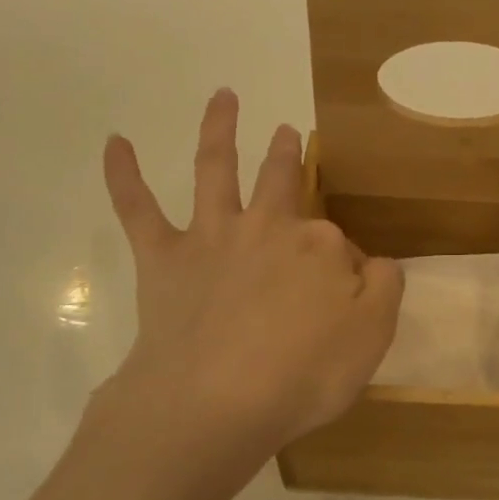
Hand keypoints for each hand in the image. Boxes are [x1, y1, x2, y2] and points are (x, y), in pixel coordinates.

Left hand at [94, 89, 403, 464]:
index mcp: (320, 246)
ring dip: (218, 129)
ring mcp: (213, 237)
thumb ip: (383, 289)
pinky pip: (138, 209)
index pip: (340, 246)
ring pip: (216, 170)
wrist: (215, 402)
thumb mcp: (372, 337)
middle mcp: (268, 227)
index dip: (347, 271)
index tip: (348, 302)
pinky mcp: (163, 258)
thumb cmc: (302, 376)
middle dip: (286, 156)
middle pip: (282, 182)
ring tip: (223, 96)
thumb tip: (373, 263)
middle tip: (288, 134)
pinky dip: (123, 175)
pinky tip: (114, 141)